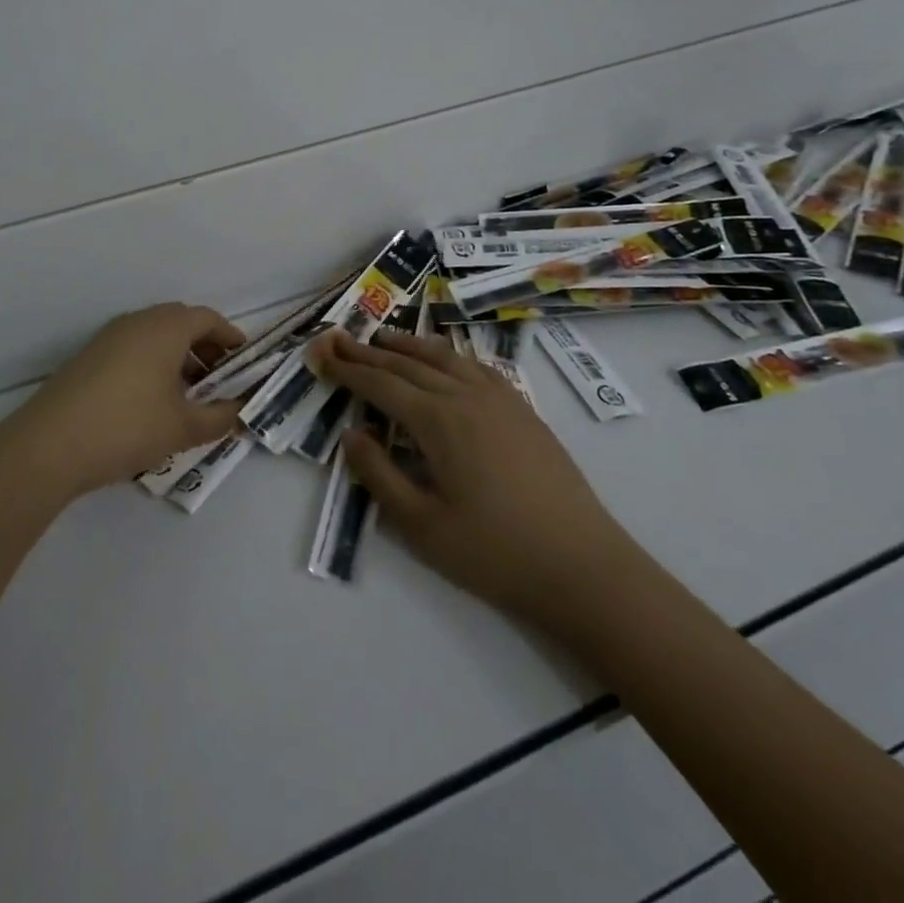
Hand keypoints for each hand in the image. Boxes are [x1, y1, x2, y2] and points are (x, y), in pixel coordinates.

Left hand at [6, 303, 246, 499]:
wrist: (48, 446)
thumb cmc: (128, 426)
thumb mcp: (184, 428)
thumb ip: (220, 418)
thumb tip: (242, 412)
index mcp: (166, 328)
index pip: (207, 318)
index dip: (230, 337)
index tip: (243, 360)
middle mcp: (137, 322)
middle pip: (180, 322)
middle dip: (204, 346)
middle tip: (218, 378)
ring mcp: (108, 338)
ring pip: (154, 335)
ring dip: (177, 356)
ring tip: (187, 395)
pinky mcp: (88, 358)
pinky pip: (132, 348)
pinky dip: (151, 363)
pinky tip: (151, 401)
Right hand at [307, 328, 624, 621]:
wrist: (582, 565)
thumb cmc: (494, 552)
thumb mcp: (422, 526)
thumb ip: (380, 475)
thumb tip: (351, 434)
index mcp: (438, 420)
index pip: (381, 385)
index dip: (348, 371)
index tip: (322, 356)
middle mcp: (465, 396)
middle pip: (407, 364)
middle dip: (369, 352)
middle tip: (340, 339)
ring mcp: (499, 399)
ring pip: (444, 357)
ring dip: (409, 345)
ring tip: (384, 338)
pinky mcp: (522, 409)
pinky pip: (476, 366)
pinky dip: (448, 355)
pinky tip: (444, 360)